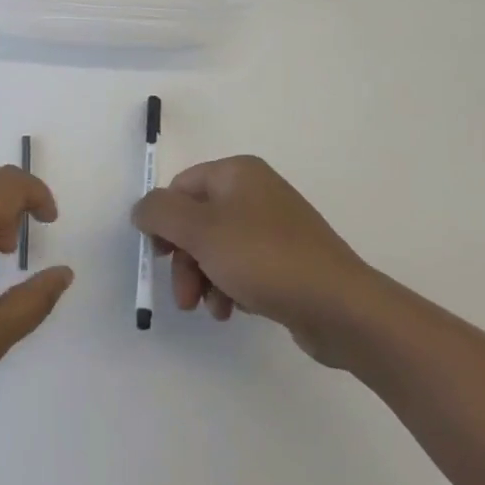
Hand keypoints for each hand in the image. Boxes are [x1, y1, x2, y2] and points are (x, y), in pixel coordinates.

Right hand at [132, 155, 387, 364]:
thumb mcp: (201, 231)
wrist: (342, 308)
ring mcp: (276, 228)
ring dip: (204, 279)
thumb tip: (142, 209)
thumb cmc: (265, 259)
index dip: (163, 222)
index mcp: (238, 173)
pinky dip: (231, 287)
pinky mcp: (289, 261)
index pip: (181, 188)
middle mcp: (256, 192)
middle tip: (184, 296)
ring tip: (212, 310)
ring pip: (218, 248)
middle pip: (198, 221)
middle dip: (184, 260)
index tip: (158, 257)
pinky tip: (235, 311)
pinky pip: (244, 267)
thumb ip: (160, 213)